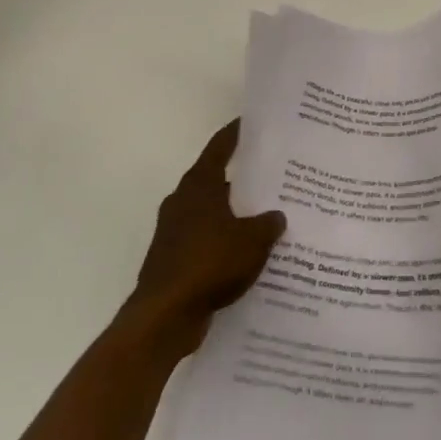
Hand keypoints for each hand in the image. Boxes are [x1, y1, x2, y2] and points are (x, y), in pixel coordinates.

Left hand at [127, 120, 284, 355]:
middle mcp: (183, 202)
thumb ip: (268, 223)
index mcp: (199, 185)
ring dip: (234, 215)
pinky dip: (224, 244)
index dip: (236, 133)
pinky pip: (206, 242)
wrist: (164, 317)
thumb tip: (276, 216)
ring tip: (266, 219)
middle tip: (274, 177)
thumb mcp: (254, 240)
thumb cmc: (210, 264)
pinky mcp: (173, 261)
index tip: (252, 122)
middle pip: (216, 180)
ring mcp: (174, 232)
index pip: (220, 148)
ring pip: (212, 214)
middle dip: (242, 180)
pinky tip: (248, 255)